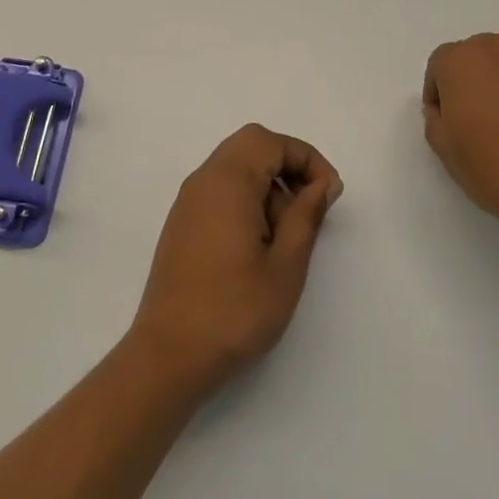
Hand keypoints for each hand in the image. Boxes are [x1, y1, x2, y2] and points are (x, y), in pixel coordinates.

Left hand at [128, 124, 342, 396]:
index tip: (329, 195)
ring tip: (285, 238)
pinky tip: (259, 246)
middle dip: (288, 167)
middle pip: (251, 146)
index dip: (307, 159)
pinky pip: (220, 192)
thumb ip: (306, 215)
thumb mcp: (285, 265)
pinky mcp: (183, 225)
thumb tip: (323, 183)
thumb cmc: (234, 311)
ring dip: (268, 187)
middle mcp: (203, 181)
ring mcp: (188, 203)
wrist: (169, 356)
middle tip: (310, 207)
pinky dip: (247, 201)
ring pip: (236, 168)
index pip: (271, 142)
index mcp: (227, 182)